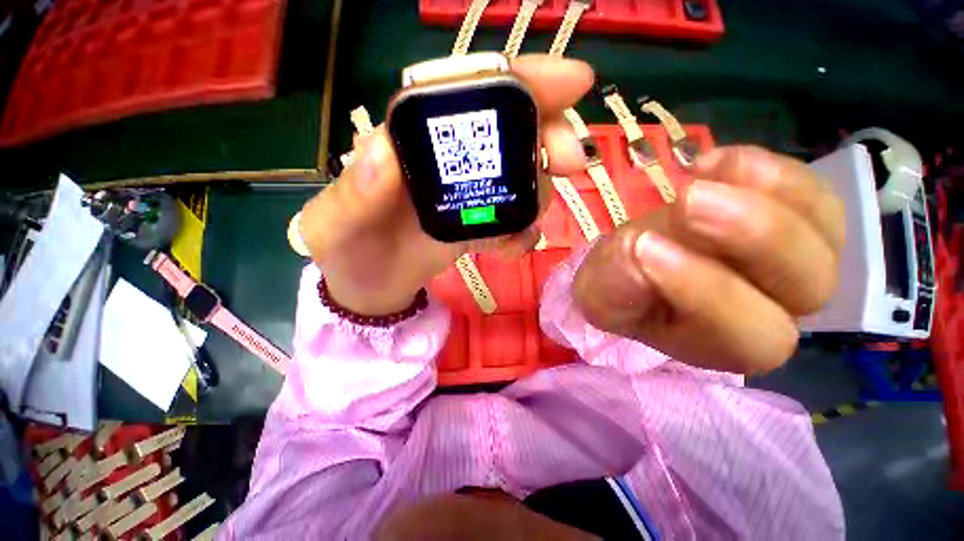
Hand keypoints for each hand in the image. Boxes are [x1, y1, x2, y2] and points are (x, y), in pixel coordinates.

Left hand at [300, 55, 593, 315]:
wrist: (369, 289)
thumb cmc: (347, 254)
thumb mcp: (335, 226)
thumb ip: (354, 193)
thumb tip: (384, 152)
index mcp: (411, 142)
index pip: (465, 93)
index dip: (517, 81)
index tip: (570, 83)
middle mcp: (445, 162)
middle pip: (507, 134)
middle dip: (547, 138)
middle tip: (572, 160)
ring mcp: (466, 196)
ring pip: (520, 180)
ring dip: (537, 195)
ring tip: (527, 224)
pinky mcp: (477, 226)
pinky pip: (512, 224)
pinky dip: (522, 235)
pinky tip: (512, 250)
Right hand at [573, 146, 844, 373]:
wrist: (632, 260)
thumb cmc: (615, 287)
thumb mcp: (599, 293)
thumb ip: (613, 285)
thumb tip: (637, 250)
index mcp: (720, 342)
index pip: (744, 332)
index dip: (705, 291)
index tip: (644, 247)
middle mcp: (772, 309)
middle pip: (809, 285)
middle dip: (753, 236)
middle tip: (687, 200)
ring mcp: (789, 261)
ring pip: (823, 231)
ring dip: (767, 195)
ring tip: (702, 173)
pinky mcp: (791, 219)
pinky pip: (810, 192)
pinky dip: (769, 171)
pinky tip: (714, 164)